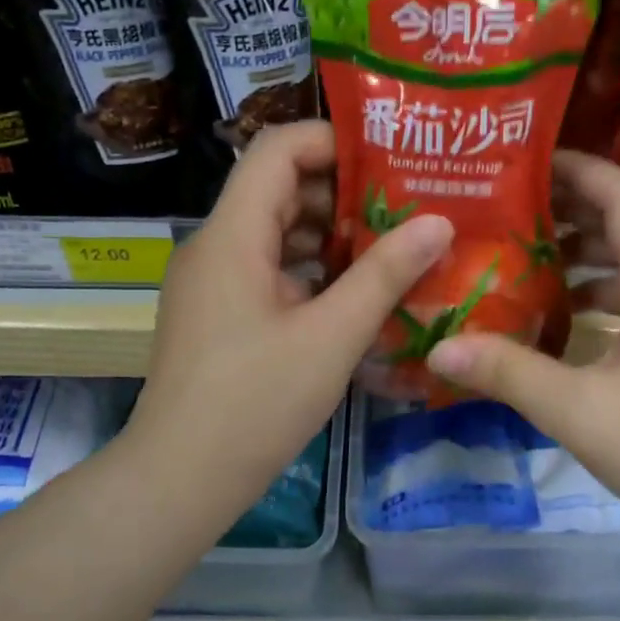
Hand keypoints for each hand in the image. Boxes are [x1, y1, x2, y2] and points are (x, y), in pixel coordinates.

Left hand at [122, 120, 452, 541]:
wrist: (181, 478)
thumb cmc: (255, 402)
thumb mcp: (332, 337)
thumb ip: (385, 275)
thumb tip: (438, 222)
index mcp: (232, 236)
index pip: (277, 150)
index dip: (333, 142)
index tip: (391, 162)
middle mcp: (215, 246)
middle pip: (278, 190)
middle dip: (344, 193)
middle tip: (406, 209)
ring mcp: (213, 283)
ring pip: (276, 234)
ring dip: (331, 236)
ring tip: (392, 250)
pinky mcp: (218, 316)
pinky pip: (268, 272)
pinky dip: (311, 272)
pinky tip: (354, 296)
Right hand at [425, 150, 619, 545]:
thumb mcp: (579, 410)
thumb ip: (508, 374)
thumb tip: (440, 349)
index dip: (579, 170)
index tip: (526, 164)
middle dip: (571, 210)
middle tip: (509, 211)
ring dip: (583, 256)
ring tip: (524, 261)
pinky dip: (598, 296)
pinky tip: (560, 322)